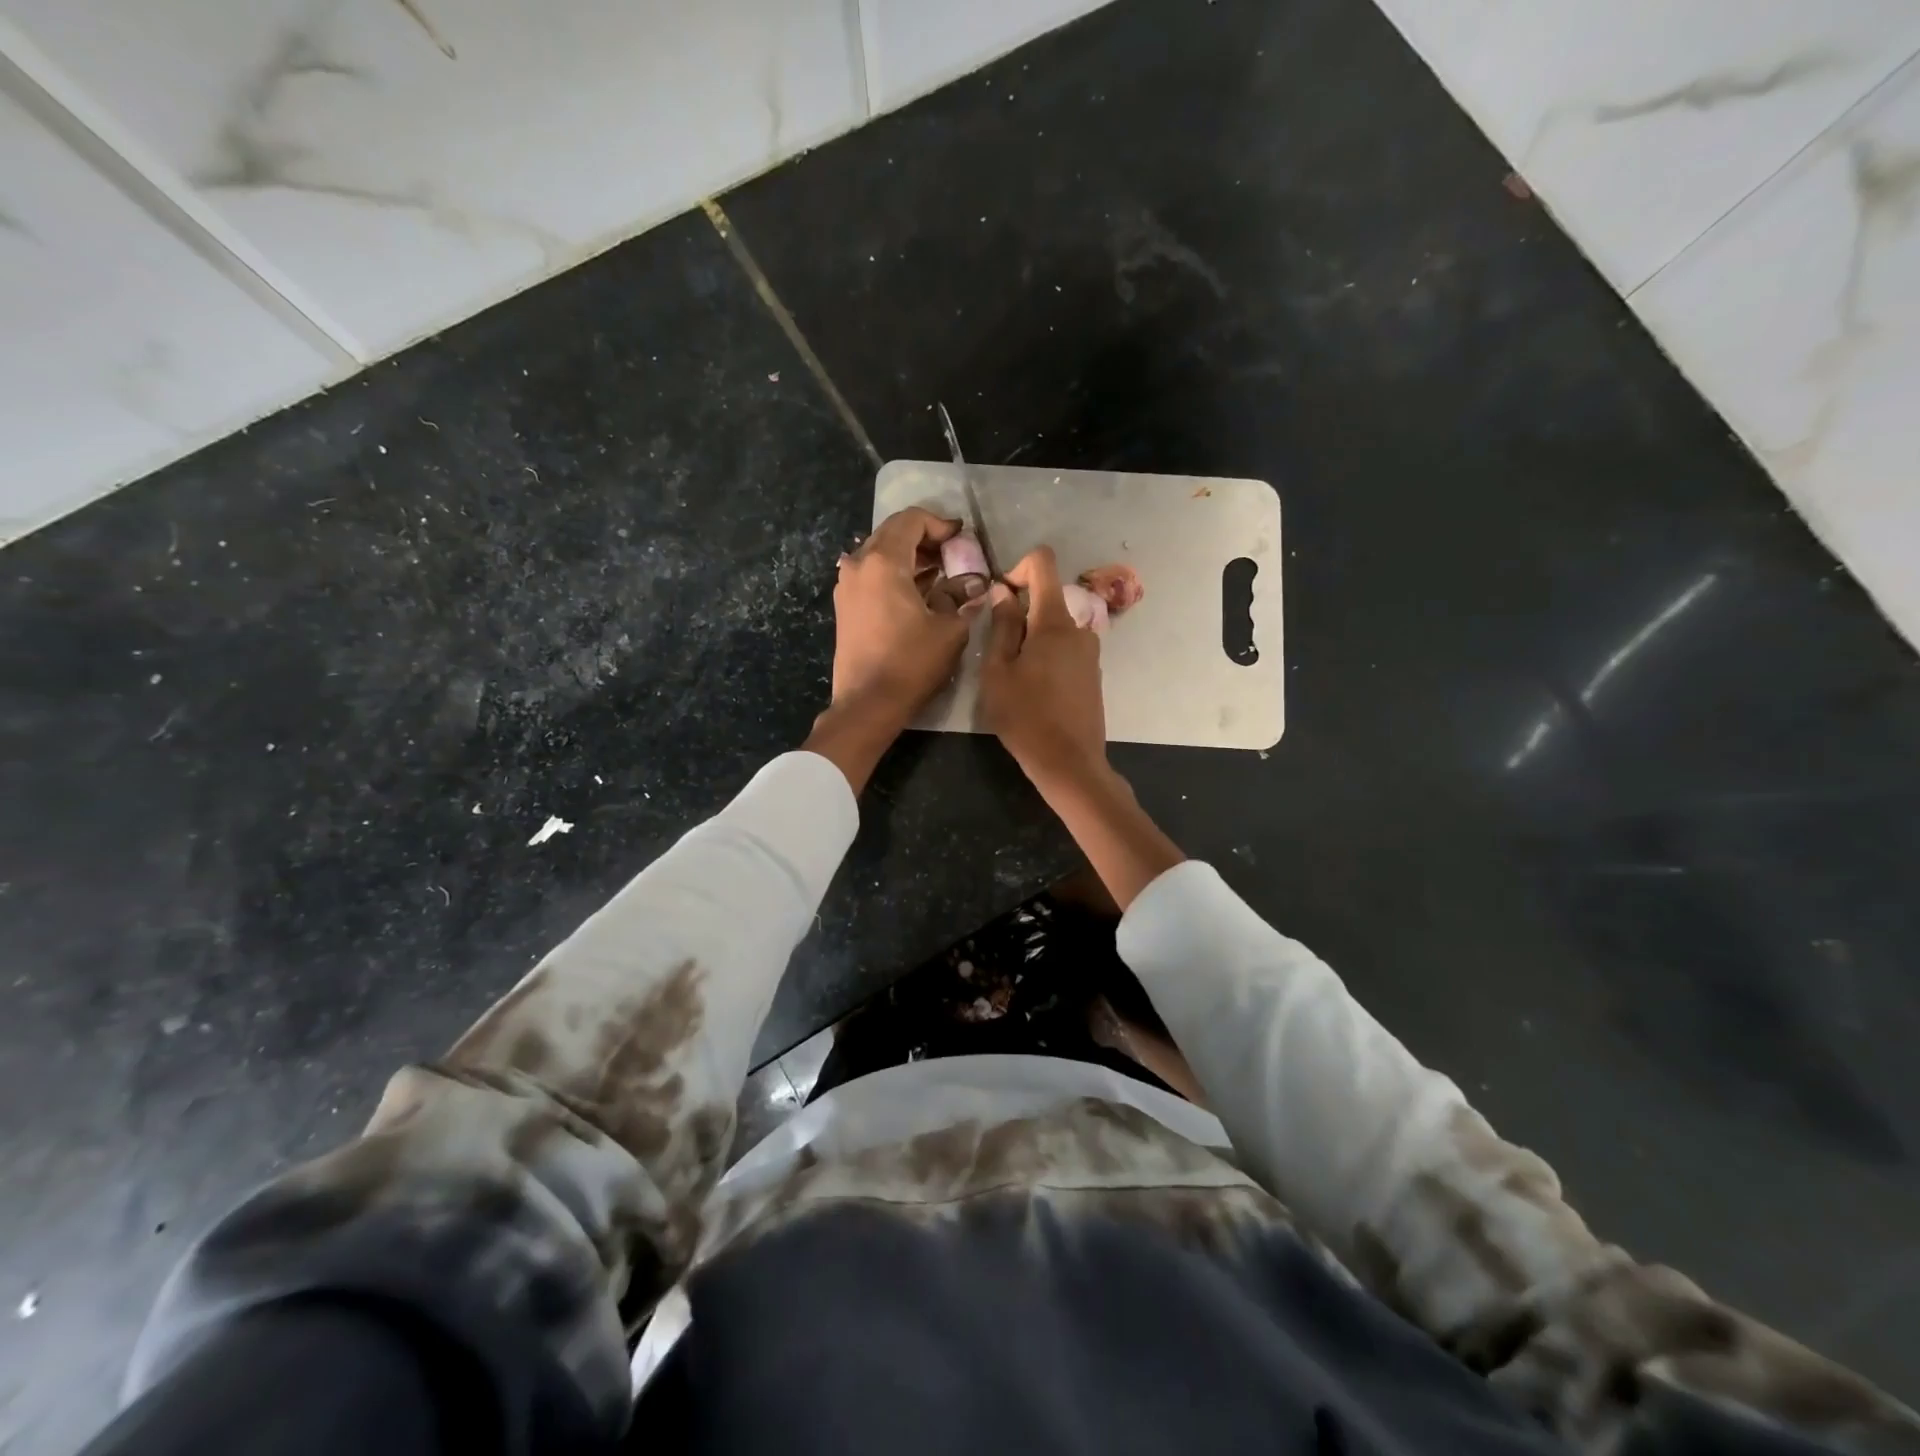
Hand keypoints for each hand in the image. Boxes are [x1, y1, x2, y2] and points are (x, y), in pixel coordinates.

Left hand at [828, 506, 979, 725]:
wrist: (868, 703)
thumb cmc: (911, 663)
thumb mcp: (950, 629)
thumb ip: (961, 598)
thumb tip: (974, 586)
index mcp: (884, 562)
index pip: (911, 520)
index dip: (940, 524)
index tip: (961, 538)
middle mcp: (859, 565)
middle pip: (893, 533)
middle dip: (925, 538)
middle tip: (953, 554)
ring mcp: (847, 586)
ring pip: (880, 554)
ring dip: (910, 557)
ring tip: (939, 573)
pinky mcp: (845, 606)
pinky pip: (871, 575)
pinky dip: (895, 574)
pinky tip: (917, 592)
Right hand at [980, 546, 1106, 788]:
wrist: (1069, 762)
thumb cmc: (1025, 716)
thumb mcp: (998, 672)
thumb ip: (1002, 626)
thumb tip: (1003, 592)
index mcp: (1054, 621)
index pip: (1043, 563)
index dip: (1017, 568)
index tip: (1001, 597)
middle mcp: (1079, 628)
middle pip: (1046, 600)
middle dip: (1020, 615)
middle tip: (997, 653)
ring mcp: (1090, 652)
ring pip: (1054, 629)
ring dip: (1032, 640)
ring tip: (1013, 677)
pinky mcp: (1093, 674)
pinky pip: (1065, 650)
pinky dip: (1046, 657)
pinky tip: (1034, 691)